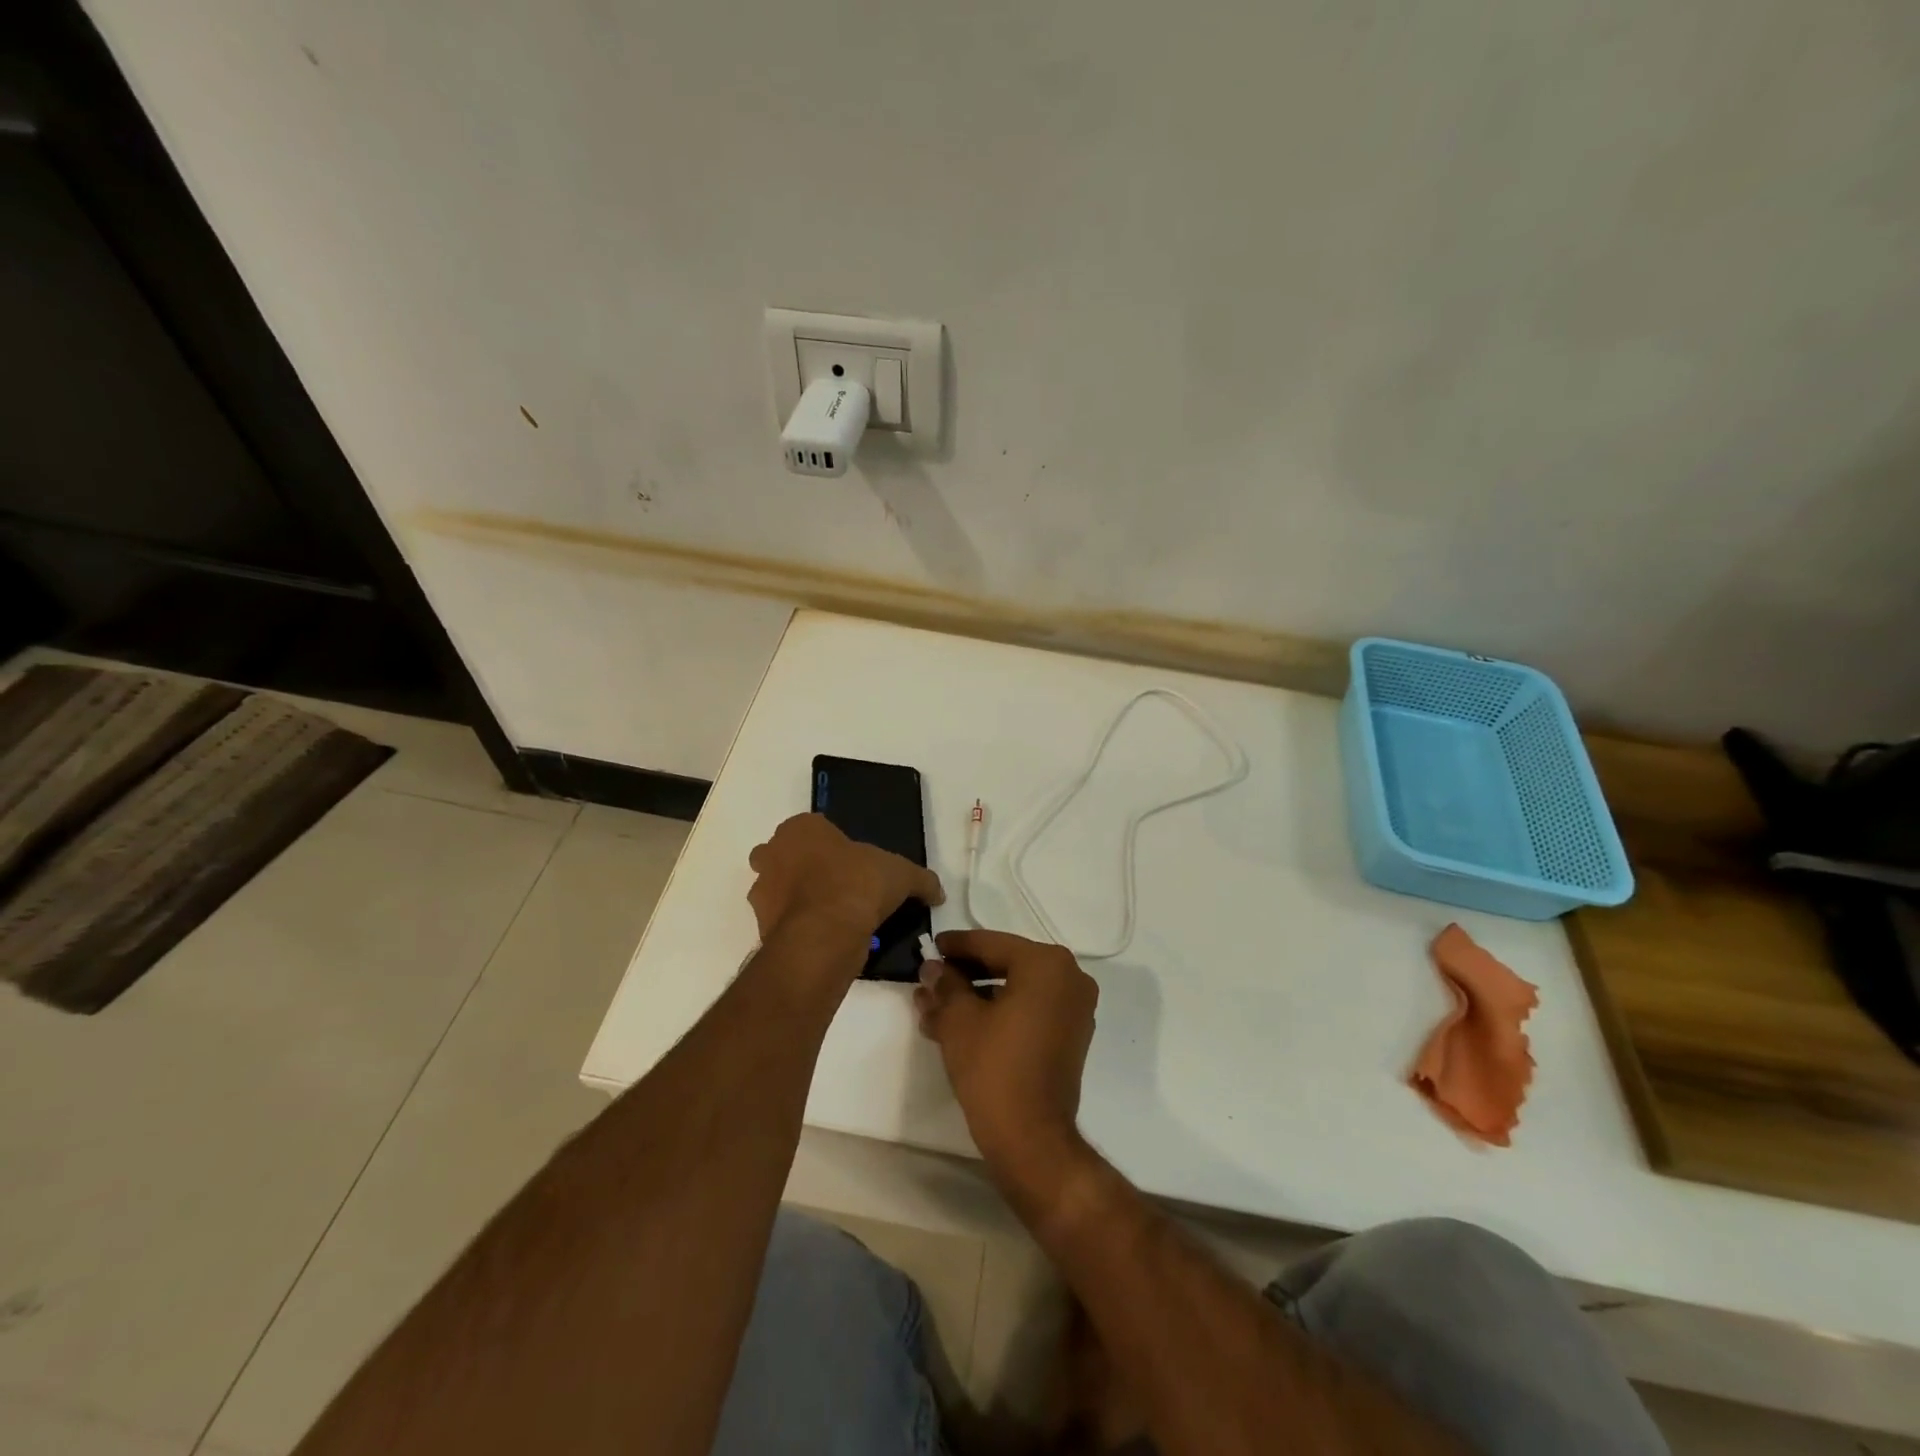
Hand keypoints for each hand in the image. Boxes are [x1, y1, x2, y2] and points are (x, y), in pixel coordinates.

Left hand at [747, 813, 943, 944]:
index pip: (812, 828)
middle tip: (836, 885)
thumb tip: (938, 892)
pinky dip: (796, 926)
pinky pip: (781, 921)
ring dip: (796, 899)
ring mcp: (762, 890)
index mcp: (801, 828)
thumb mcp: (901, 875)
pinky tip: (823, 936)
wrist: (825, 933)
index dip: (832, 844)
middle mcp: (773, 853)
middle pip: (784, 855)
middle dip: (803, 868)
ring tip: (831, 916)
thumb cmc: (859, 884)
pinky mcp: (760, 924)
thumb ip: (921, 880)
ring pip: (777, 888)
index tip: (851, 863)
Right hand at [914, 928, 1098, 1201]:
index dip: (956, 946)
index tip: (930, 947)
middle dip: (965, 974)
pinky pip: (1030, 1010)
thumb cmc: (994, 1067)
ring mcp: (1074, 1008)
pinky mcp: (1071, 1036)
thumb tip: (932, 969)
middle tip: (931, 979)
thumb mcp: (959, 1020)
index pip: (992, 944)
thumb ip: (945, 985)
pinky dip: (999, 1012)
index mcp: (1047, 963)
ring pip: (1016, 989)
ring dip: (977, 996)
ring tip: (936, 1008)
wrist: (1032, 1138)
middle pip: (1006, 964)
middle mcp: (1070, 977)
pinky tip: (962, 1025)